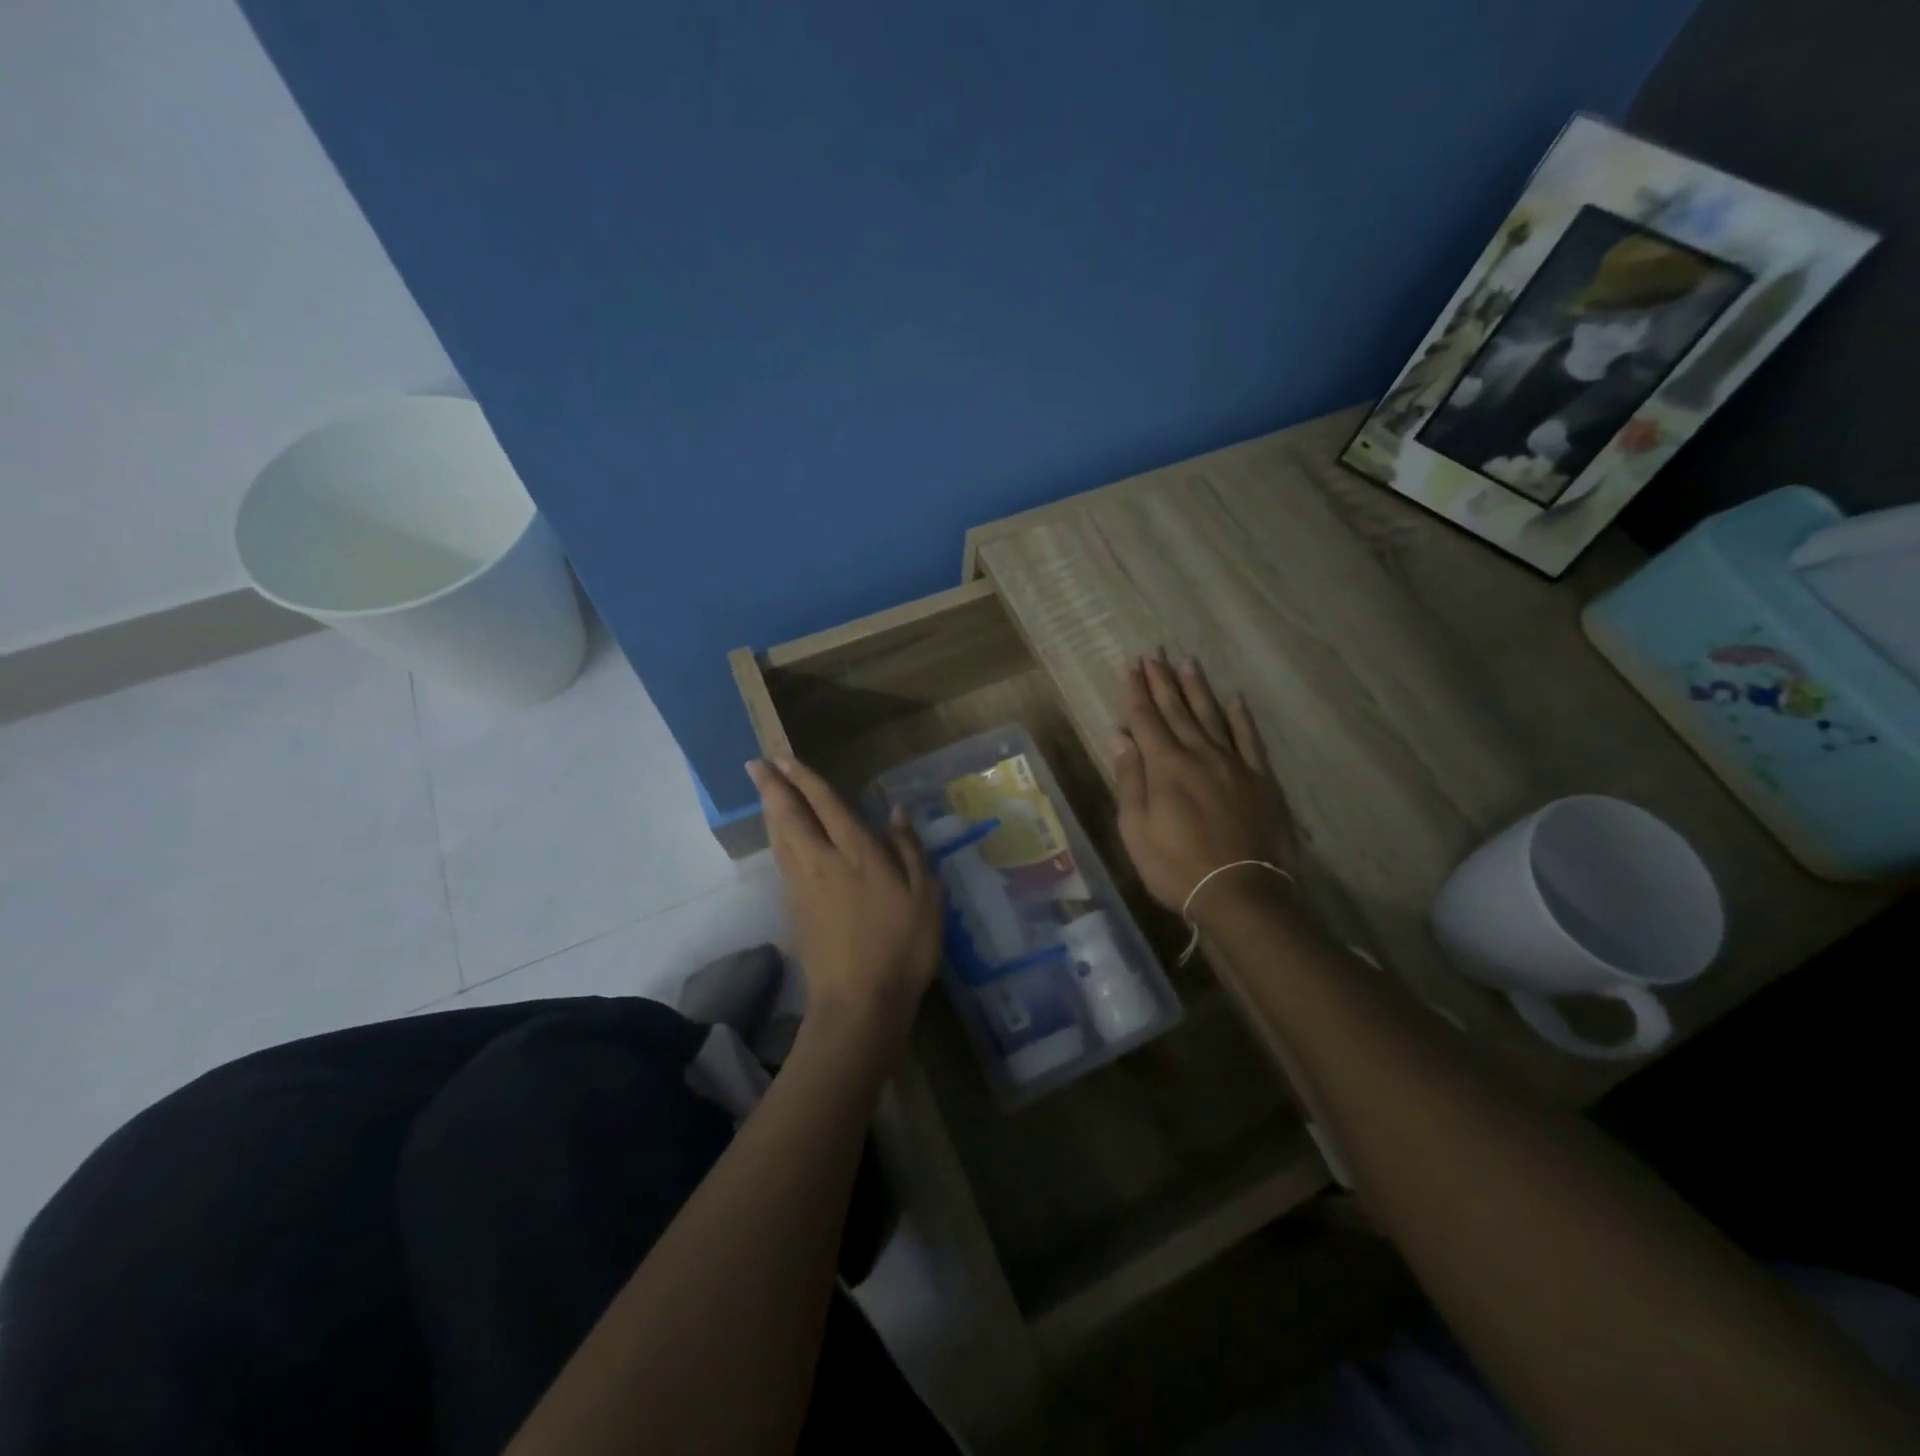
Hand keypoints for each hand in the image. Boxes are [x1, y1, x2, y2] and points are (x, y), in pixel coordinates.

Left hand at [746, 756, 941, 1047]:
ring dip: (770, 811)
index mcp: (857, 853)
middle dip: (772, 787)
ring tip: (764, 793)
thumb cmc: (902, 946)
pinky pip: (781, 861)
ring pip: (780, 838)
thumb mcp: (925, 896)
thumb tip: (896, 813)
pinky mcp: (794, 910)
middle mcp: (822, 861)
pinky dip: (776, 839)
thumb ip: (909, 850)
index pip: (826, 804)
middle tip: (755, 764)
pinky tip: (780, 840)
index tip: (785, 758)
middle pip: (790, 816)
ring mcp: (803, 887)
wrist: (859, 1003)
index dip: (805, 779)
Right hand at [1112, 652, 1296, 919]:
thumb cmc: (1177, 867)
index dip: (1136, 691)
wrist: (1243, 893)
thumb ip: (1129, 779)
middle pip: (1177, 710)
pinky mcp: (1261, 779)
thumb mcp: (1136, 830)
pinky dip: (1241, 717)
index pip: (1146, 719)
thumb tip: (1120, 737)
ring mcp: (1234, 764)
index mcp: (1166, 767)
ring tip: (1187, 663)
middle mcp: (1200, 754)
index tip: (1131, 665)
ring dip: (1197, 689)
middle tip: (1154, 653)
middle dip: (1163, 680)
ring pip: (1212, 716)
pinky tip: (1235, 699)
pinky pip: (1249, 739)